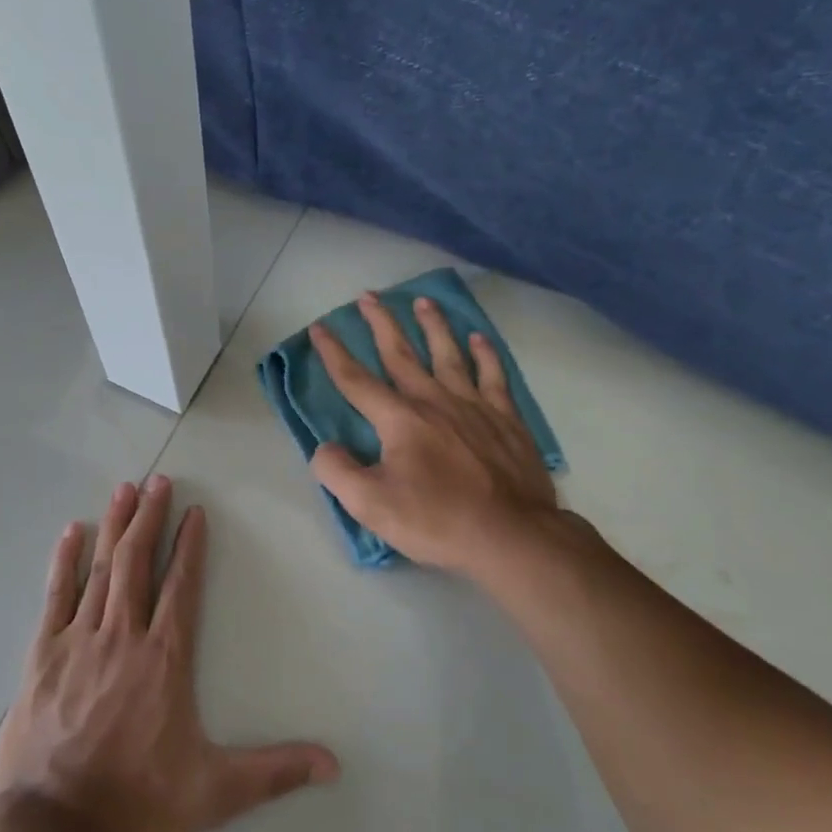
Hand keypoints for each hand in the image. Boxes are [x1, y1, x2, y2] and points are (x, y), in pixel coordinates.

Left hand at [0, 476, 338, 831]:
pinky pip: (55, 596)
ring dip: (114, 527)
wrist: (52, 830)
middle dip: (150, 518)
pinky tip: (70, 532)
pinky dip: (63, 562)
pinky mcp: (42, 655)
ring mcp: (78, 640)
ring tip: (123, 489)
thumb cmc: (136, 804)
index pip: (182, 586)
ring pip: (101, 570)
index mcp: (164, 659)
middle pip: (138, 563)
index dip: (190, 546)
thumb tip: (333, 764)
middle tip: (158, 480)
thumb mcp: (215, 792)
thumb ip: (274, 772)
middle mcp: (123, 636)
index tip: (195, 511)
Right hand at [309, 291, 590, 577]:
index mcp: (399, 419)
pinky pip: (493, 375)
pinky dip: (485, 354)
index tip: (320, 327)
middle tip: (368, 296)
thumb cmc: (437, 520)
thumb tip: (325, 448)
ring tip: (422, 301)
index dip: (334, 353)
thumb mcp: (371, 505)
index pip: (356, 380)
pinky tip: (479, 338)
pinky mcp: (506, 419)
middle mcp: (434, 401)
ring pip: (448, 354)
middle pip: (402, 354)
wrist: (511, 535)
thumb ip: (337, 472)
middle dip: (381, 324)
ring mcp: (474, 406)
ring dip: (433, 326)